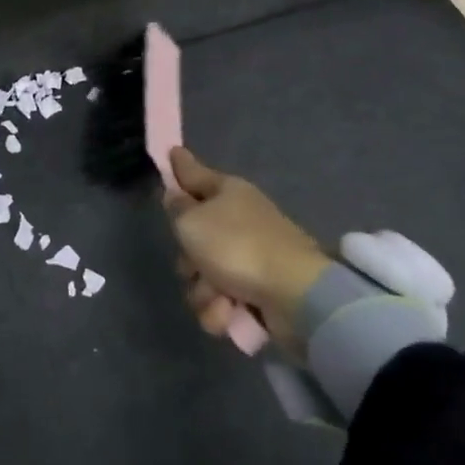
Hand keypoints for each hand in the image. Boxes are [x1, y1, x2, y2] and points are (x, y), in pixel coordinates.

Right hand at [164, 146, 332, 347]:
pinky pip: (222, 300)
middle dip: (188, 260)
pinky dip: (222, 310)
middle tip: (194, 264)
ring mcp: (249, 256)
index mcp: (226, 192)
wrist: (293, 294)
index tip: (170, 150)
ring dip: (204, 292)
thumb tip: (176, 194)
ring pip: (203, 275)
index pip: (194, 173)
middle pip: (193, 237)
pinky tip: (230, 313)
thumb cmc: (236, 246)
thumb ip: (177, 208)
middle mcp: (237, 219)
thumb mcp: (192, 222)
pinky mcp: (257, 290)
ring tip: (219, 298)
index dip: (179, 165)